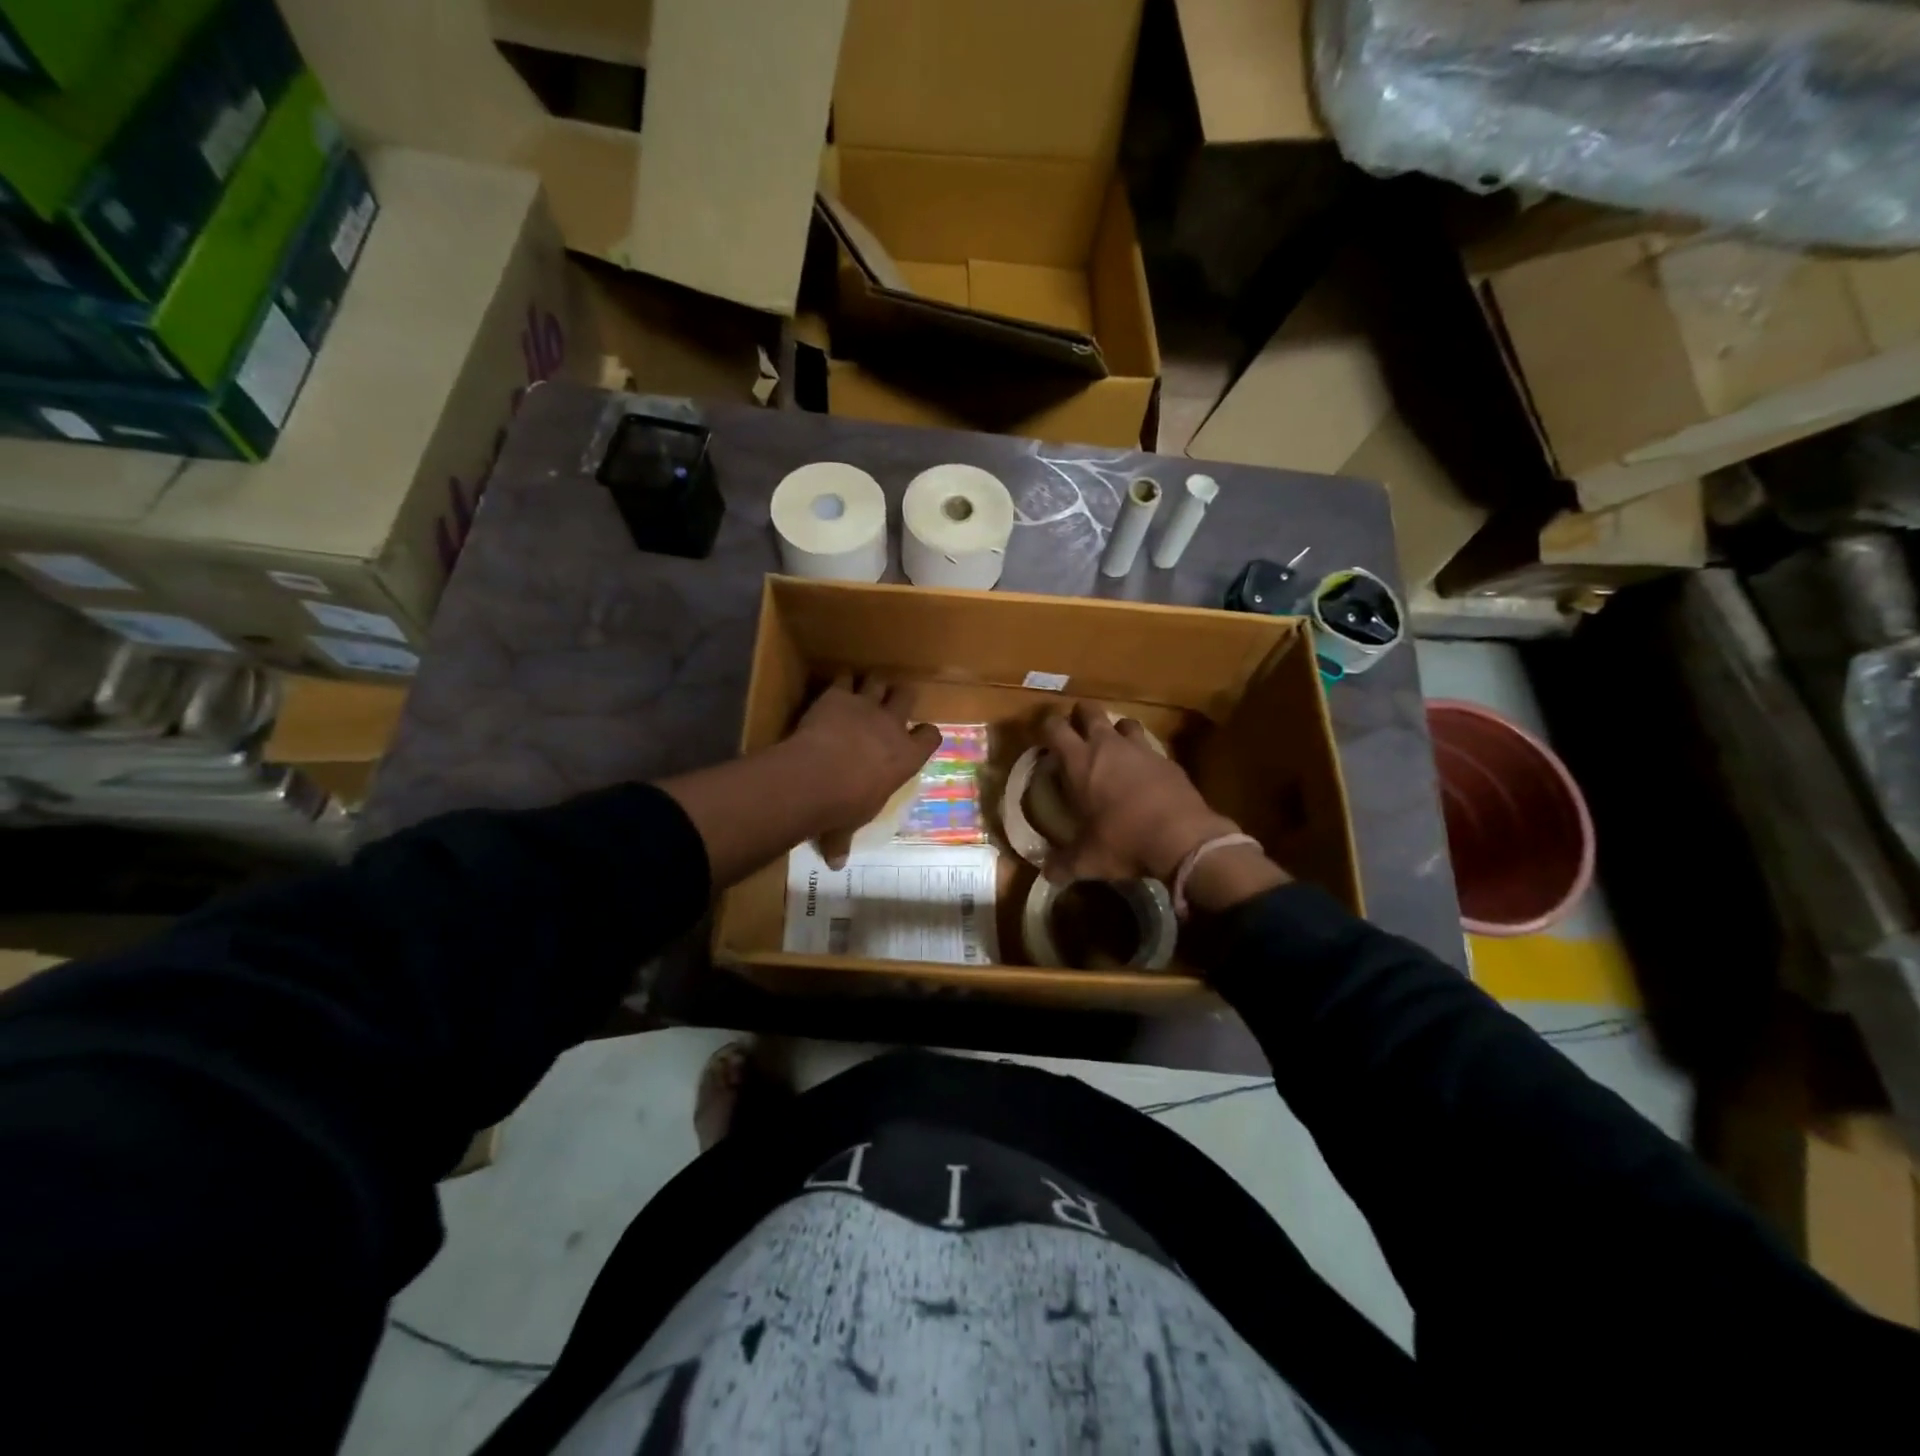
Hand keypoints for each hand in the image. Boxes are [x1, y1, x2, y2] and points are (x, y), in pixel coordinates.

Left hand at [785, 676, 940, 867]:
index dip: (925, 734)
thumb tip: (836, 864)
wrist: (816, 778)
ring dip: (872, 683)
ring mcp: (865, 706)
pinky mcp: (837, 695)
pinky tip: (833, 687)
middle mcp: (892, 726)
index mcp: (906, 758)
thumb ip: (843, 839)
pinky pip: (843, 678)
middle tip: (892, 701)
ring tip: (864, 688)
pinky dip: (839, 681)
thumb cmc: (843, 807)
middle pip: (907, 696)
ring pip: (878, 680)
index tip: (918, 735)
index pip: (930, 737)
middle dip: (901, 696)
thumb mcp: (848, 826)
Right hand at [1036, 704, 1238, 884]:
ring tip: (1112, 748)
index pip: (1054, 726)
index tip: (1042, 734)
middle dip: (1079, 716)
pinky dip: (1142, 754)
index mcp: (1079, 761)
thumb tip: (1047, 875)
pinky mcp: (1167, 759)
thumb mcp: (1087, 859)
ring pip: (1123, 722)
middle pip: (1089, 711)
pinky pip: (1149, 746)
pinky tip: (1142, 774)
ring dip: (1115, 730)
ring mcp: (1141, 749)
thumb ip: (1063, 864)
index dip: (1045, 725)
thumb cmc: (1124, 841)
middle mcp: (1108, 746)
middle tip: (1075, 733)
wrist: (1182, 838)